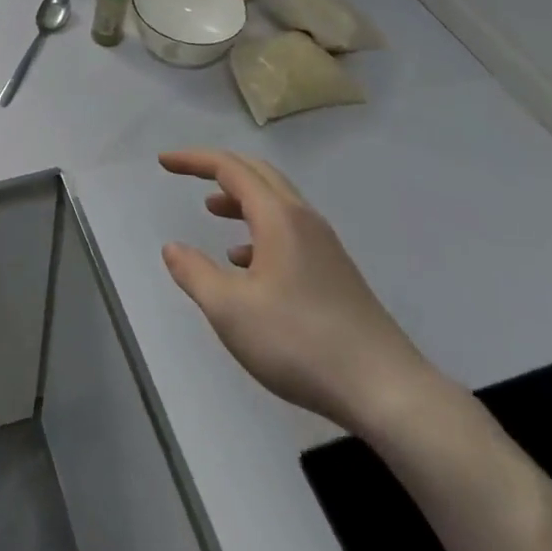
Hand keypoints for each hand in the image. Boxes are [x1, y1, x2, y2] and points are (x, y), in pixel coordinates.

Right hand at [159, 149, 441, 438]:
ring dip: (240, 198)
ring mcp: (324, 246)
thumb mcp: (231, 311)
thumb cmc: (300, 343)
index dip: (194, 160)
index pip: (230, 168)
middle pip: (257, 173)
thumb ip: (194, 274)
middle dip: (218, 168)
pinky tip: (246, 264)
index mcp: (278, 217)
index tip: (164, 162)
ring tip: (211, 212)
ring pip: (275, 202)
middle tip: (186, 173)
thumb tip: (172, 248)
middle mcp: (303, 219)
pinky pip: (289, 230)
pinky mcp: (335, 272)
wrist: (386, 390)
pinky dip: (259, 230)